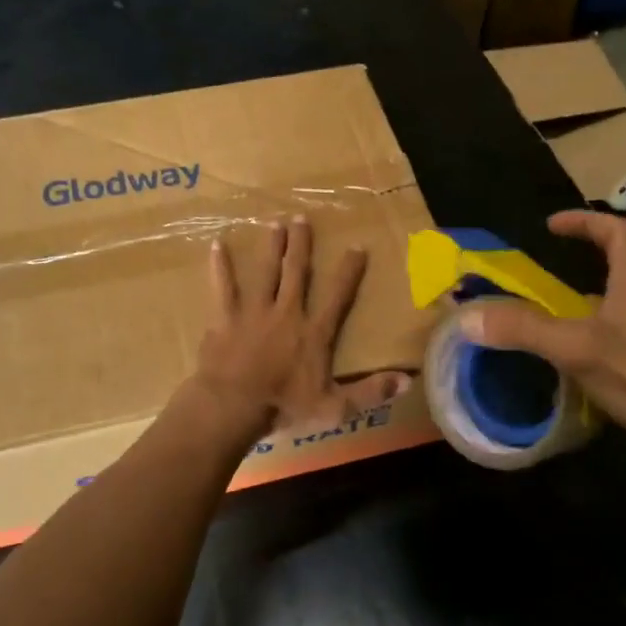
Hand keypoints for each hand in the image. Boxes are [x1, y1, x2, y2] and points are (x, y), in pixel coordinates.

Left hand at [190, 215, 409, 436]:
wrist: (234, 405)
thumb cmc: (283, 407)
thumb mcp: (334, 407)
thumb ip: (370, 393)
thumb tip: (407, 382)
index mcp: (314, 333)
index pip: (338, 296)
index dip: (349, 271)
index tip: (357, 246)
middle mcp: (287, 313)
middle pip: (296, 272)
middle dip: (301, 245)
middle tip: (301, 218)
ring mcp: (254, 312)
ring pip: (265, 272)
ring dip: (271, 247)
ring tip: (274, 223)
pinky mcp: (226, 318)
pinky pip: (223, 287)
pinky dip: (220, 267)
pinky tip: (217, 246)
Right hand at [456, 210, 625, 476]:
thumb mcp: (577, 349)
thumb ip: (524, 330)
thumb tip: (467, 317)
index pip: (616, 233)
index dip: (585, 222)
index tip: (552, 226)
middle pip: (622, 264)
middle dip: (587, 257)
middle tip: (549, 267)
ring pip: (621, 302)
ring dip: (589, 298)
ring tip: (552, 311)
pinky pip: (621, 334)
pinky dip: (595, 333)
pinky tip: (574, 358)